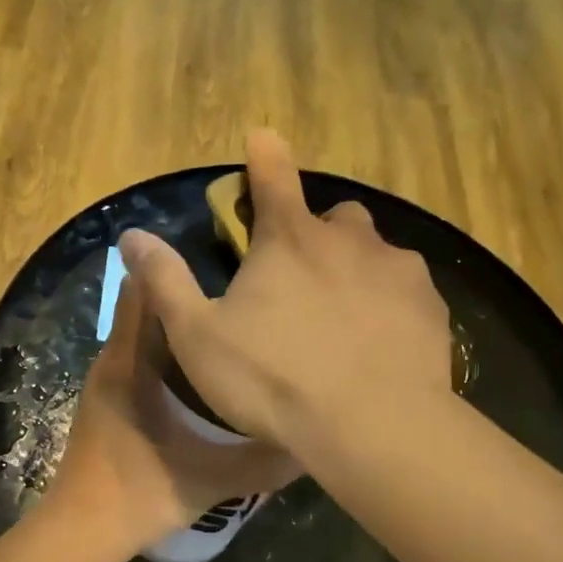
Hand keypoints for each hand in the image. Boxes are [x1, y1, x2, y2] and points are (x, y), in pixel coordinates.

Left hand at [45, 274, 301, 559]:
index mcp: (132, 363)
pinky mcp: (111, 402)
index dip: (178, 268)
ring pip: (146, 335)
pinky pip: (142, 359)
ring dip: (182, 325)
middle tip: (242, 293)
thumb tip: (312, 442)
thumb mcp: (214, 478)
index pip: (146, 290)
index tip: (225, 260)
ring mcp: (109, 382)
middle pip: (149, 307)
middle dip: (190, 294)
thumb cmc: (141, 493)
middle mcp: (115, 361)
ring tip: (232, 324)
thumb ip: (265, 459)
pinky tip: (208, 370)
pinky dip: (171, 352)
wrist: (81, 533)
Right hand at [118, 130, 453, 452]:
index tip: (263, 136)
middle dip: (318, 234)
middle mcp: (348, 239)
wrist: (371, 425)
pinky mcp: (430, 305)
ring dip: (357, 270)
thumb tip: (131, 235)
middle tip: (304, 278)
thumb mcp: (198, 336)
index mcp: (288, 240)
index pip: (272, 177)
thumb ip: (165, 281)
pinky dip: (390, 305)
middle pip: (334, 217)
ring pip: (376, 252)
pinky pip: (406, 290)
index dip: (264, 155)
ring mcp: (396, 270)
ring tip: (345, 319)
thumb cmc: (273, 379)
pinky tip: (380, 344)